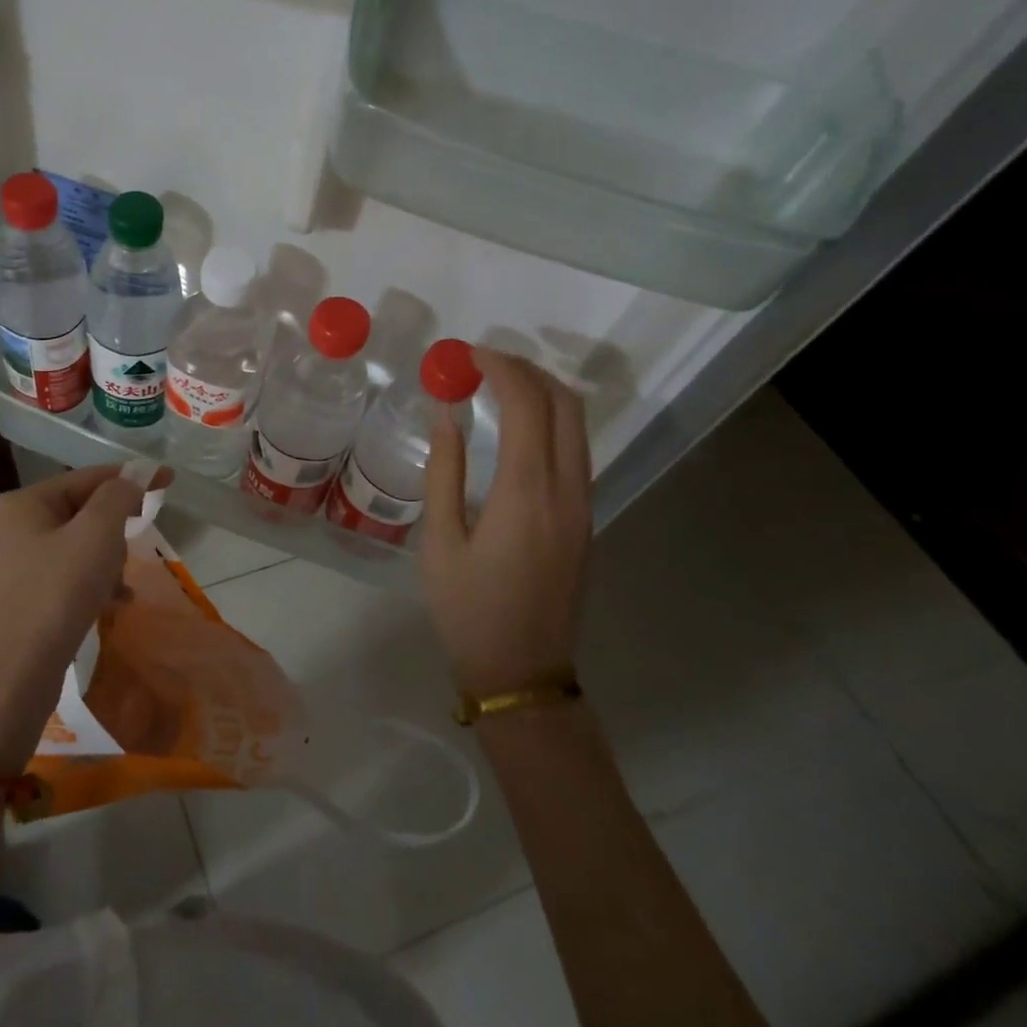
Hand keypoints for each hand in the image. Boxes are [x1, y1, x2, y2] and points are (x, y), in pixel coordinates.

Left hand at [0, 464, 163, 770]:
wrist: (11, 678)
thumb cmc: (56, 594)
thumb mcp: (96, 535)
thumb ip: (118, 497)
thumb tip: (132, 478)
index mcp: (22, 503)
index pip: (86, 477)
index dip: (131, 477)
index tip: (168, 480)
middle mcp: (9, 528)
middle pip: (80, 511)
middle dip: (114, 529)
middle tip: (135, 547)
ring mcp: (9, 566)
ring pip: (75, 546)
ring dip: (105, 559)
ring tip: (121, 584)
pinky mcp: (16, 600)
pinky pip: (64, 576)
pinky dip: (91, 583)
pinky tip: (113, 602)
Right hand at [420, 348, 592, 692]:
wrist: (522, 672)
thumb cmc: (467, 610)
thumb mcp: (439, 541)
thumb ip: (444, 470)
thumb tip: (446, 414)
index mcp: (527, 493)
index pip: (527, 405)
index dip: (501, 368)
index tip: (468, 354)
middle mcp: (568, 491)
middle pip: (566, 405)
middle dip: (529, 370)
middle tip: (485, 363)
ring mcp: (585, 506)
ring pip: (578, 427)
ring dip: (543, 394)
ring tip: (497, 386)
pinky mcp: (587, 520)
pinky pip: (576, 452)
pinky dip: (550, 422)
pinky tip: (516, 428)